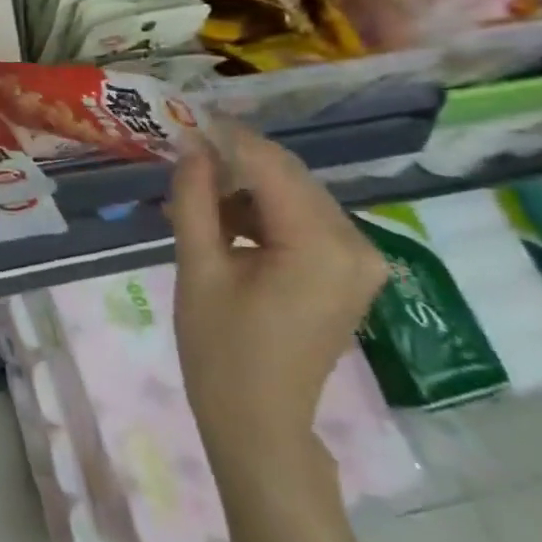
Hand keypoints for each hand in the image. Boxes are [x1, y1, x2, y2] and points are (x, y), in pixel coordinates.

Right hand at [167, 122, 386, 485]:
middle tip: (181, 156)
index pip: (272, 166)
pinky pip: (304, 223)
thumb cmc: (221, 351)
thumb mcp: (197, 269)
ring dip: (246, 189)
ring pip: (296, 198)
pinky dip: (263, 215)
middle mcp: (357, 244)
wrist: (258, 423)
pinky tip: (223, 223)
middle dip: (235, 162)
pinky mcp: (350, 273)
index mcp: (321, 245)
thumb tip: (190, 148)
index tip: (184, 119)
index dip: (226, 138)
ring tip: (193, 196)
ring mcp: (360, 260)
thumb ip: (194, 201)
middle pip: (289, 178)